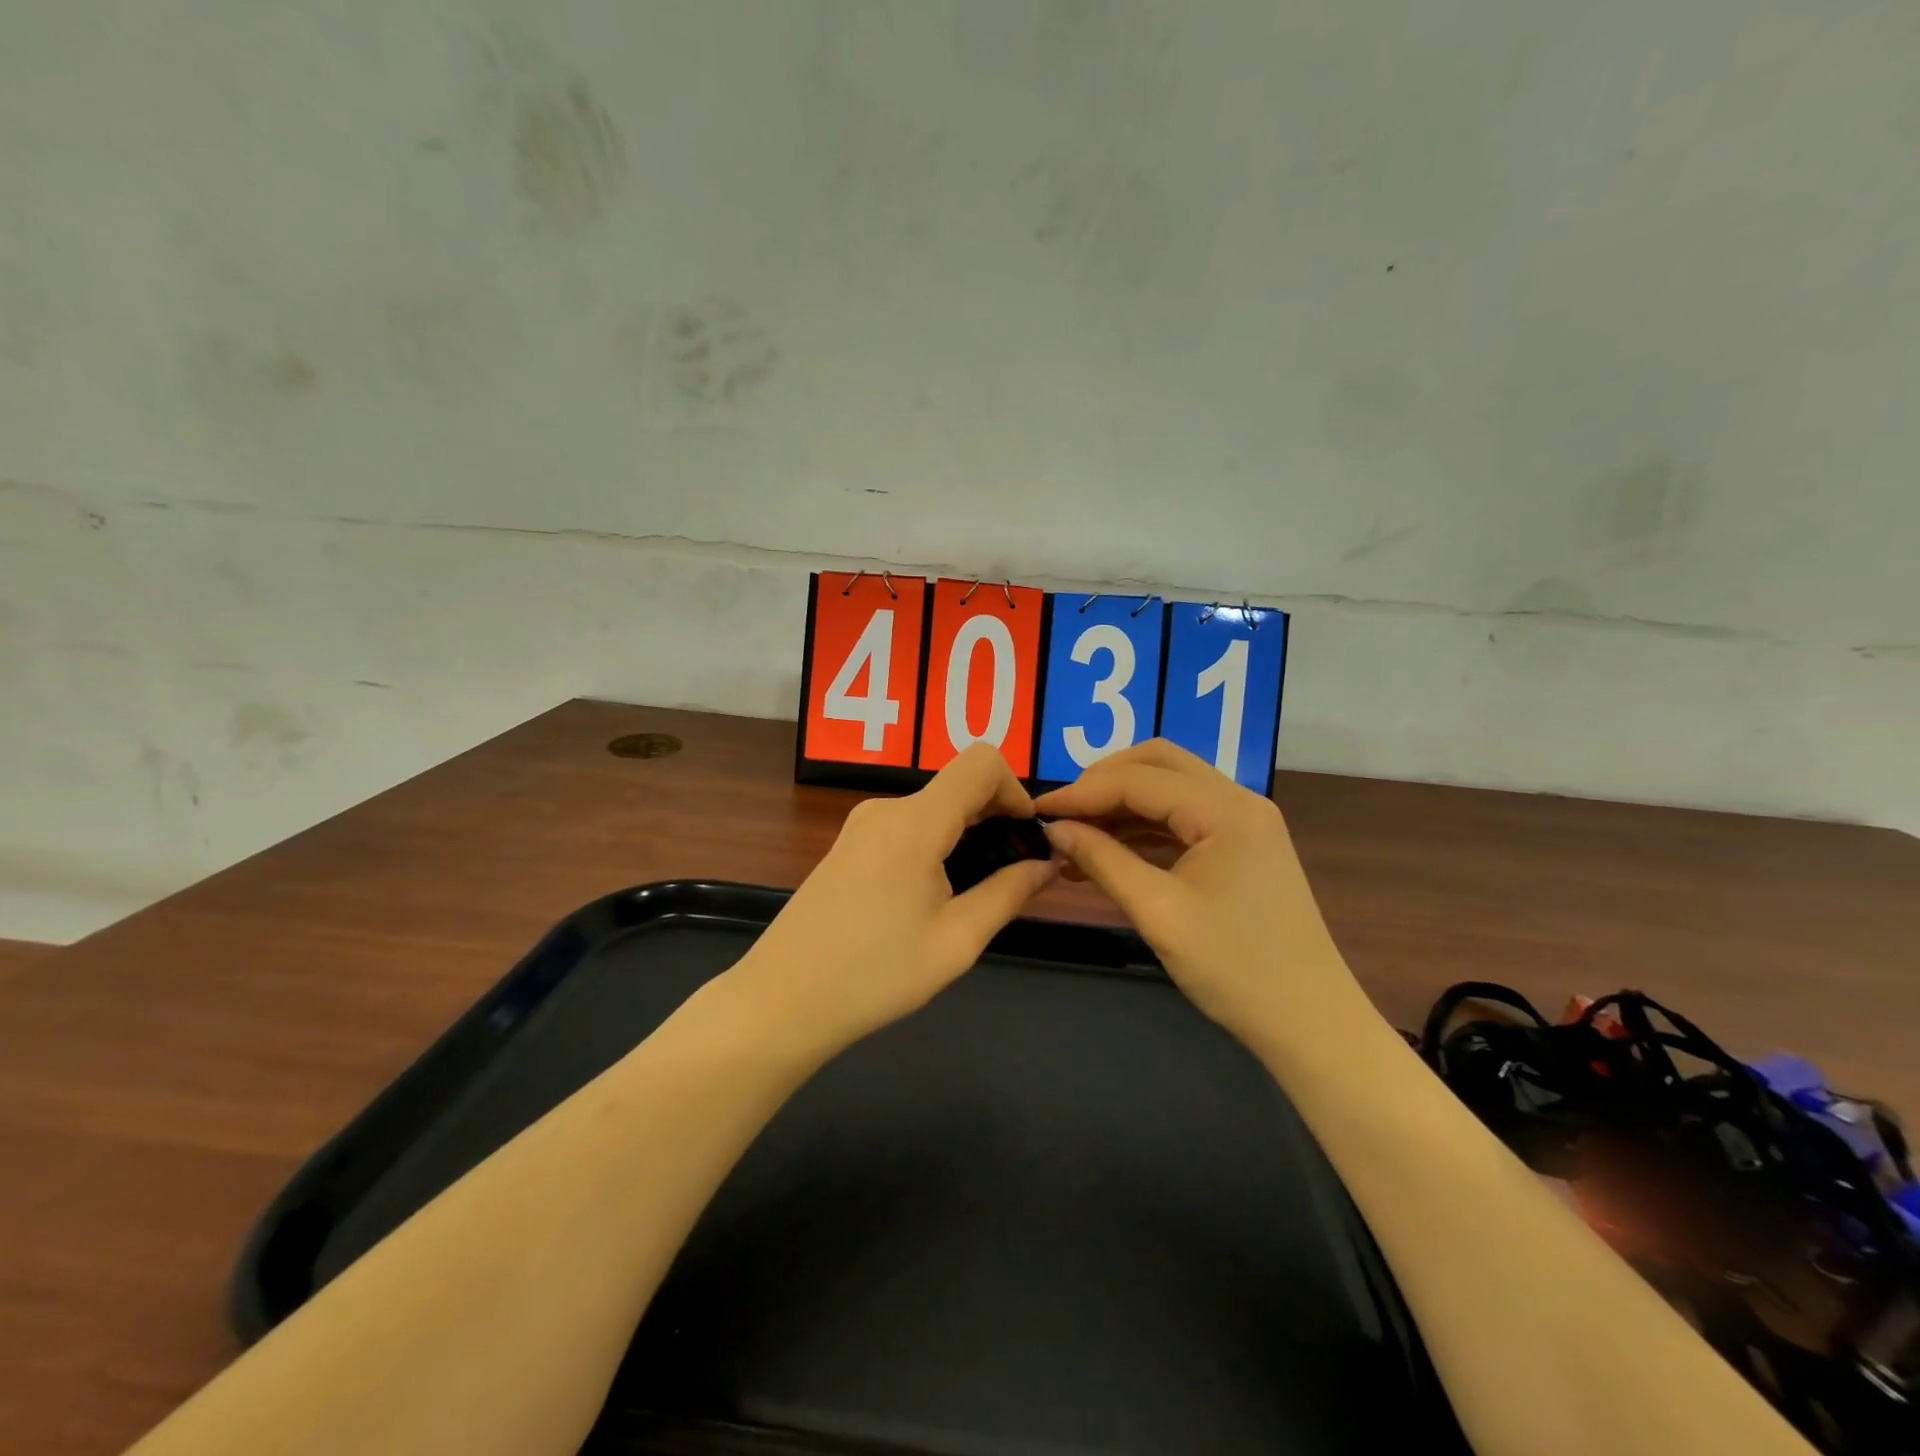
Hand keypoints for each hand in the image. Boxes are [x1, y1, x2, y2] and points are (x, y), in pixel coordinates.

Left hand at [735, 744, 1058, 1055]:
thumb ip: (1009, 893)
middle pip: (958, 787)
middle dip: (994, 820)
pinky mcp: (847, 845)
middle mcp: (886, 809)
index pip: (981, 762)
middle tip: (1010, 877)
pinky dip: (935, 846)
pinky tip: (929, 900)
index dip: (1016, 790)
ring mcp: (861, 825)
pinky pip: (907, 827)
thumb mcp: (957, 941)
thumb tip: (1046, 863)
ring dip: (964, 837)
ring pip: (933, 809)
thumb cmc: (875, 975)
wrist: (781, 1001)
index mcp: (915, 822)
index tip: (1025, 837)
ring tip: (970, 897)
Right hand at [1036, 740, 1363, 1045]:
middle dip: (1104, 783)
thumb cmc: (1235, 969)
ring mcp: (1243, 823)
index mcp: (1225, 810)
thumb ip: (1103, 861)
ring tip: (1075, 839)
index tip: (1037, 811)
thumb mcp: (1159, 913)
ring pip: (1169, 790)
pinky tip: (1108, 854)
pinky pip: (1182, 820)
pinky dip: (1142, 829)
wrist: (1310, 1023)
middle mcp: (1238, 802)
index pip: (1138, 780)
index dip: (1082, 792)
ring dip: (1121, 806)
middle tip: (1063, 814)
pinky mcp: (1241, 847)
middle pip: (1158, 765)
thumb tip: (1054, 828)